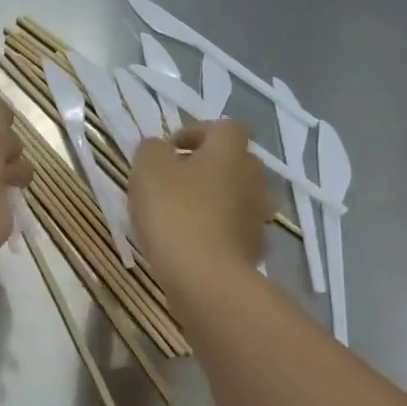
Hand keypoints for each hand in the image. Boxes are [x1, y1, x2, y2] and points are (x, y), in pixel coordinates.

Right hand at [129, 121, 267, 288]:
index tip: (172, 149)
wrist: (205, 277)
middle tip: (173, 181)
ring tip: (180, 215)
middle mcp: (253, 177)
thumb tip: (159, 148)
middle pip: (232, 162)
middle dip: (206, 167)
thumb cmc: (175, 213)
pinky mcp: (254, 247)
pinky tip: (193, 244)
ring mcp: (258, 215)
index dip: (197, 133)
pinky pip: (235, 229)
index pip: (223, 128)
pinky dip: (217, 231)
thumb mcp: (148, 170)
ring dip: (212, 199)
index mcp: (229, 152)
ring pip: (235, 196)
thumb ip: (151, 150)